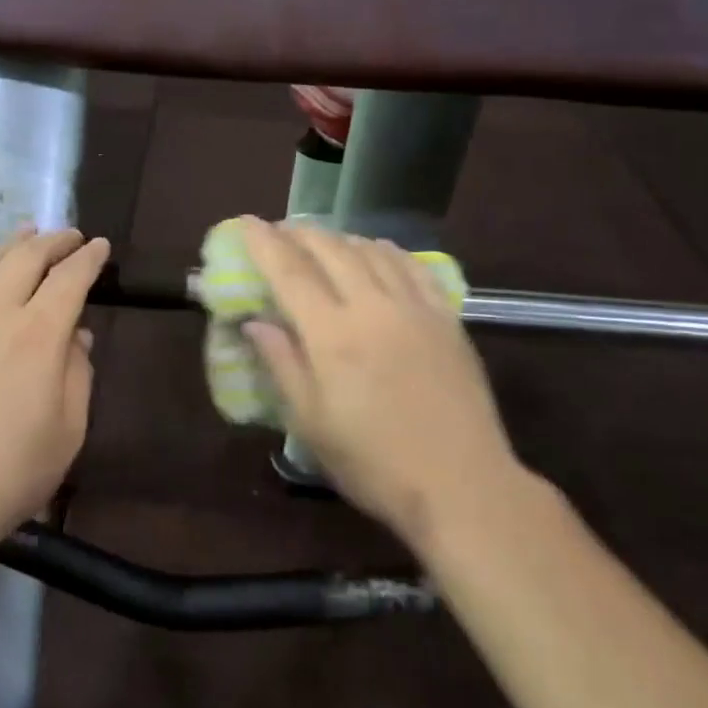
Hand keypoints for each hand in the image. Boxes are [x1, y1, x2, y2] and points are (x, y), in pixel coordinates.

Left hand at [0, 229, 110, 547]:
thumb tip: (77, 337)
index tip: (100, 246)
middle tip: (69, 236)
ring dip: (10, 242)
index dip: (88, 258)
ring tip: (26, 232)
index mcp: (41, 334)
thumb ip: (78, 375)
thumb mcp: (68, 431)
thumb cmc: (10, 472)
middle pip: (28, 258)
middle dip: (54, 240)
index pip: (71, 278)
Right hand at [238, 217, 524, 544]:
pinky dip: (385, 250)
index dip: (263, 242)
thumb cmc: (374, 462)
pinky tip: (377, 252)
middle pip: (330, 249)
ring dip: (339, 238)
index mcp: (332, 334)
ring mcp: (414, 307)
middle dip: (299, 233)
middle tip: (279, 231)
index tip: (245, 223)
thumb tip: (254, 321)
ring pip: (370, 250)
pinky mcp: (446, 317)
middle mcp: (372, 306)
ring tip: (321, 241)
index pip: (289, 271)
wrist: (462, 485)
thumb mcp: (310, 422)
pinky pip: (412, 265)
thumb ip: (281, 363)